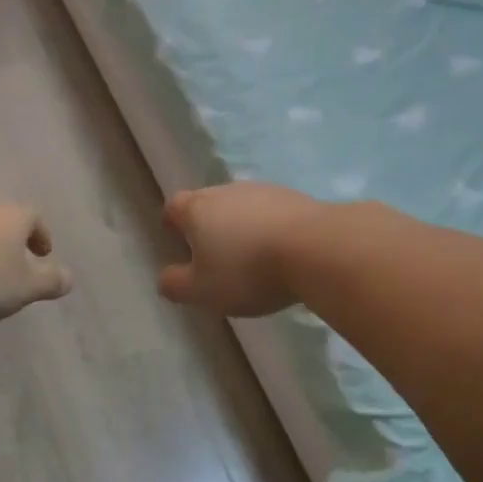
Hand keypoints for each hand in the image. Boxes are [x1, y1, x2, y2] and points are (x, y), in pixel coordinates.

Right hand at [158, 184, 332, 316]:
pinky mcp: (297, 198)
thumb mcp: (202, 290)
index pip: (173, 207)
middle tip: (214, 256)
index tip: (179, 243)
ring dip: (241, 227)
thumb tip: (165, 278)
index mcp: (197, 209)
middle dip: (207, 226)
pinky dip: (270, 229)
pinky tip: (281, 254)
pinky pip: (273, 213)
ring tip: (251, 258)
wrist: (317, 249)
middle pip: (208, 204)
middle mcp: (226, 191)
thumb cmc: (247, 270)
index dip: (173, 224)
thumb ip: (176, 285)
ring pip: (242, 207)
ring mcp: (264, 191)